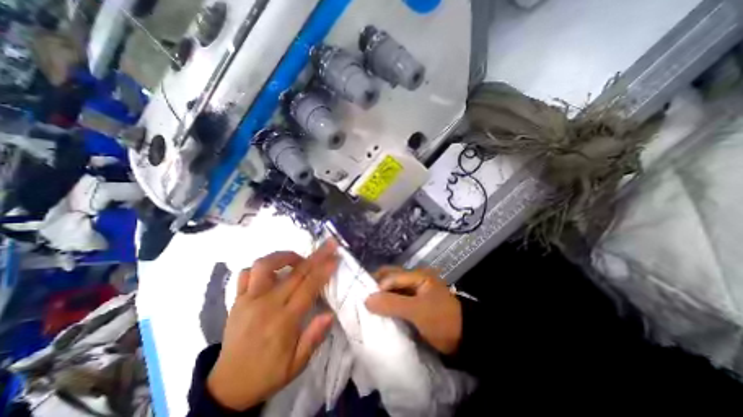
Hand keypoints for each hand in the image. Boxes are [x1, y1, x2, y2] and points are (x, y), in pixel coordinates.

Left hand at [205, 242, 339, 410]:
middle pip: (295, 272)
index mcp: (284, 321)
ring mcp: (248, 300)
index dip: (324, 270)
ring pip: (265, 265)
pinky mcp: (237, 300)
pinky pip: (246, 274)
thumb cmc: (268, 372)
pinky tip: (272, 272)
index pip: (308, 287)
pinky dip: (261, 268)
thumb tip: (330, 314)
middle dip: (316, 256)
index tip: (335, 257)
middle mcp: (266, 305)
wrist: (228, 386)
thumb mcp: (297, 364)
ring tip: (298, 258)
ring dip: (285, 256)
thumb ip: (314, 338)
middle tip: (329, 244)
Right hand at [364, 267, 462, 354]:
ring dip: (380, 296)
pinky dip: (386, 304)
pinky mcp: (412, 303)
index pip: (391, 276)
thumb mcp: (418, 311)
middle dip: (375, 286)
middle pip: (390, 278)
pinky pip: (395, 300)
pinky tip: (377, 311)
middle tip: (361, 297)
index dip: (377, 286)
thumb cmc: (442, 320)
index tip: (363, 298)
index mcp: (417, 275)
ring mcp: (413, 291)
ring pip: (391, 289)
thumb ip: (393, 304)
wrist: (463, 340)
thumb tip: (366, 300)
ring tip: (365, 305)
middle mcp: (413, 279)